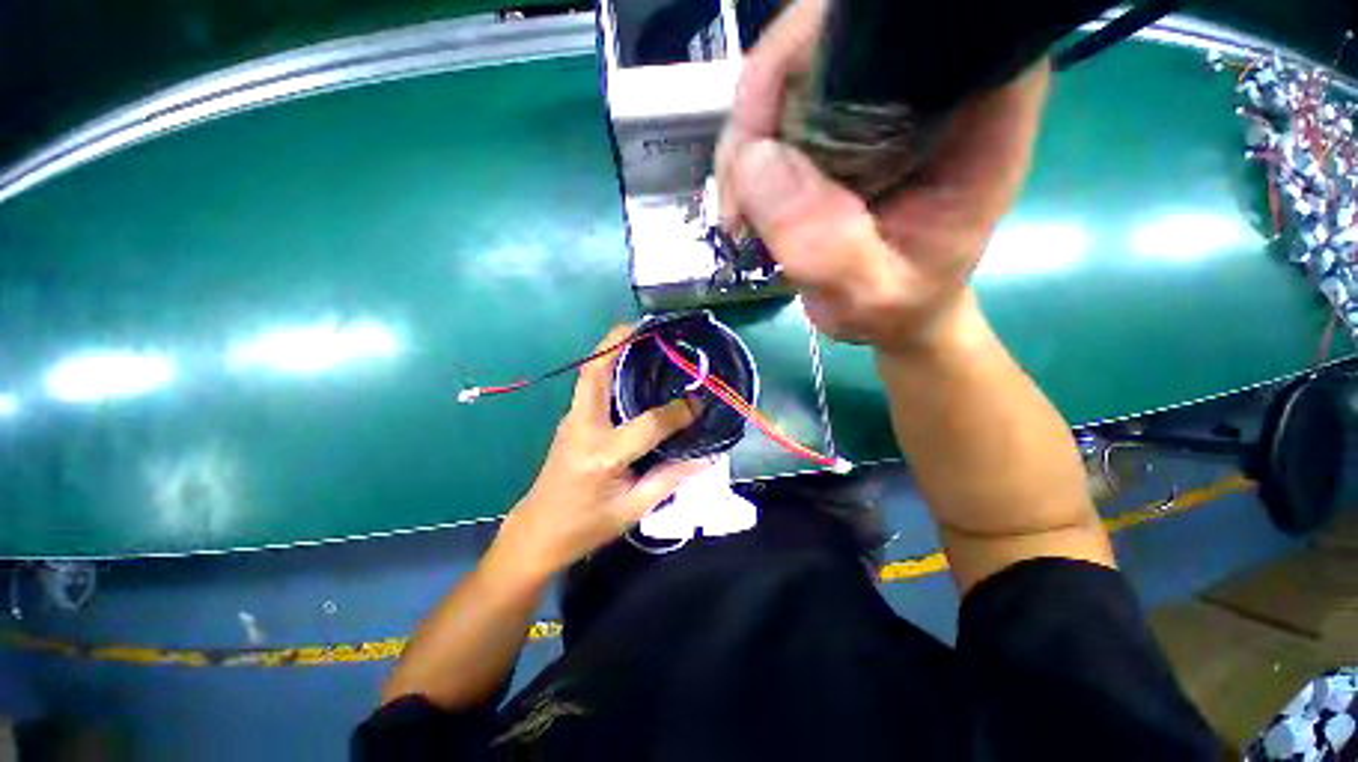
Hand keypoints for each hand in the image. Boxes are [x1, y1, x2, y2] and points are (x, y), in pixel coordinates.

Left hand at [492, 326, 709, 580]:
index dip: (678, 412)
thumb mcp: (634, 509)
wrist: (538, 533)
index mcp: (603, 455)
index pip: (648, 424)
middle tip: (648, 327)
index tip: (700, 401)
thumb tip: (709, 455)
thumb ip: (672, 477)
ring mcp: (571, 420)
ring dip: (611, 349)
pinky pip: (589, 384)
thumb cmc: (587, 527)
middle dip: (619, 342)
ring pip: (589, 374)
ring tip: (641, 337)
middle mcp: (583, 428)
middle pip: (596, 373)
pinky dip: (607, 366)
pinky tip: (629, 366)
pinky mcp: (570, 420)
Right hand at [716, 0, 1050, 353]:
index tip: (759, 137)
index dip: (806, 55)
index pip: (889, 25)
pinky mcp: (841, 120)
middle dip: (760, 113)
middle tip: (739, 200)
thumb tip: (756, 162)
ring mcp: (878, 95)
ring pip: (787, 76)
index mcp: (976, 102)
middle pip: (822, 41)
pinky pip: (774, 112)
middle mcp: (930, 77)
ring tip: (741, 216)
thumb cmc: (901, 306)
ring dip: (745, 145)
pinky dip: (746, 158)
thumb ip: (828, 246)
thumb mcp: (871, 295)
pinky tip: (746, 205)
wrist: (896, 313)